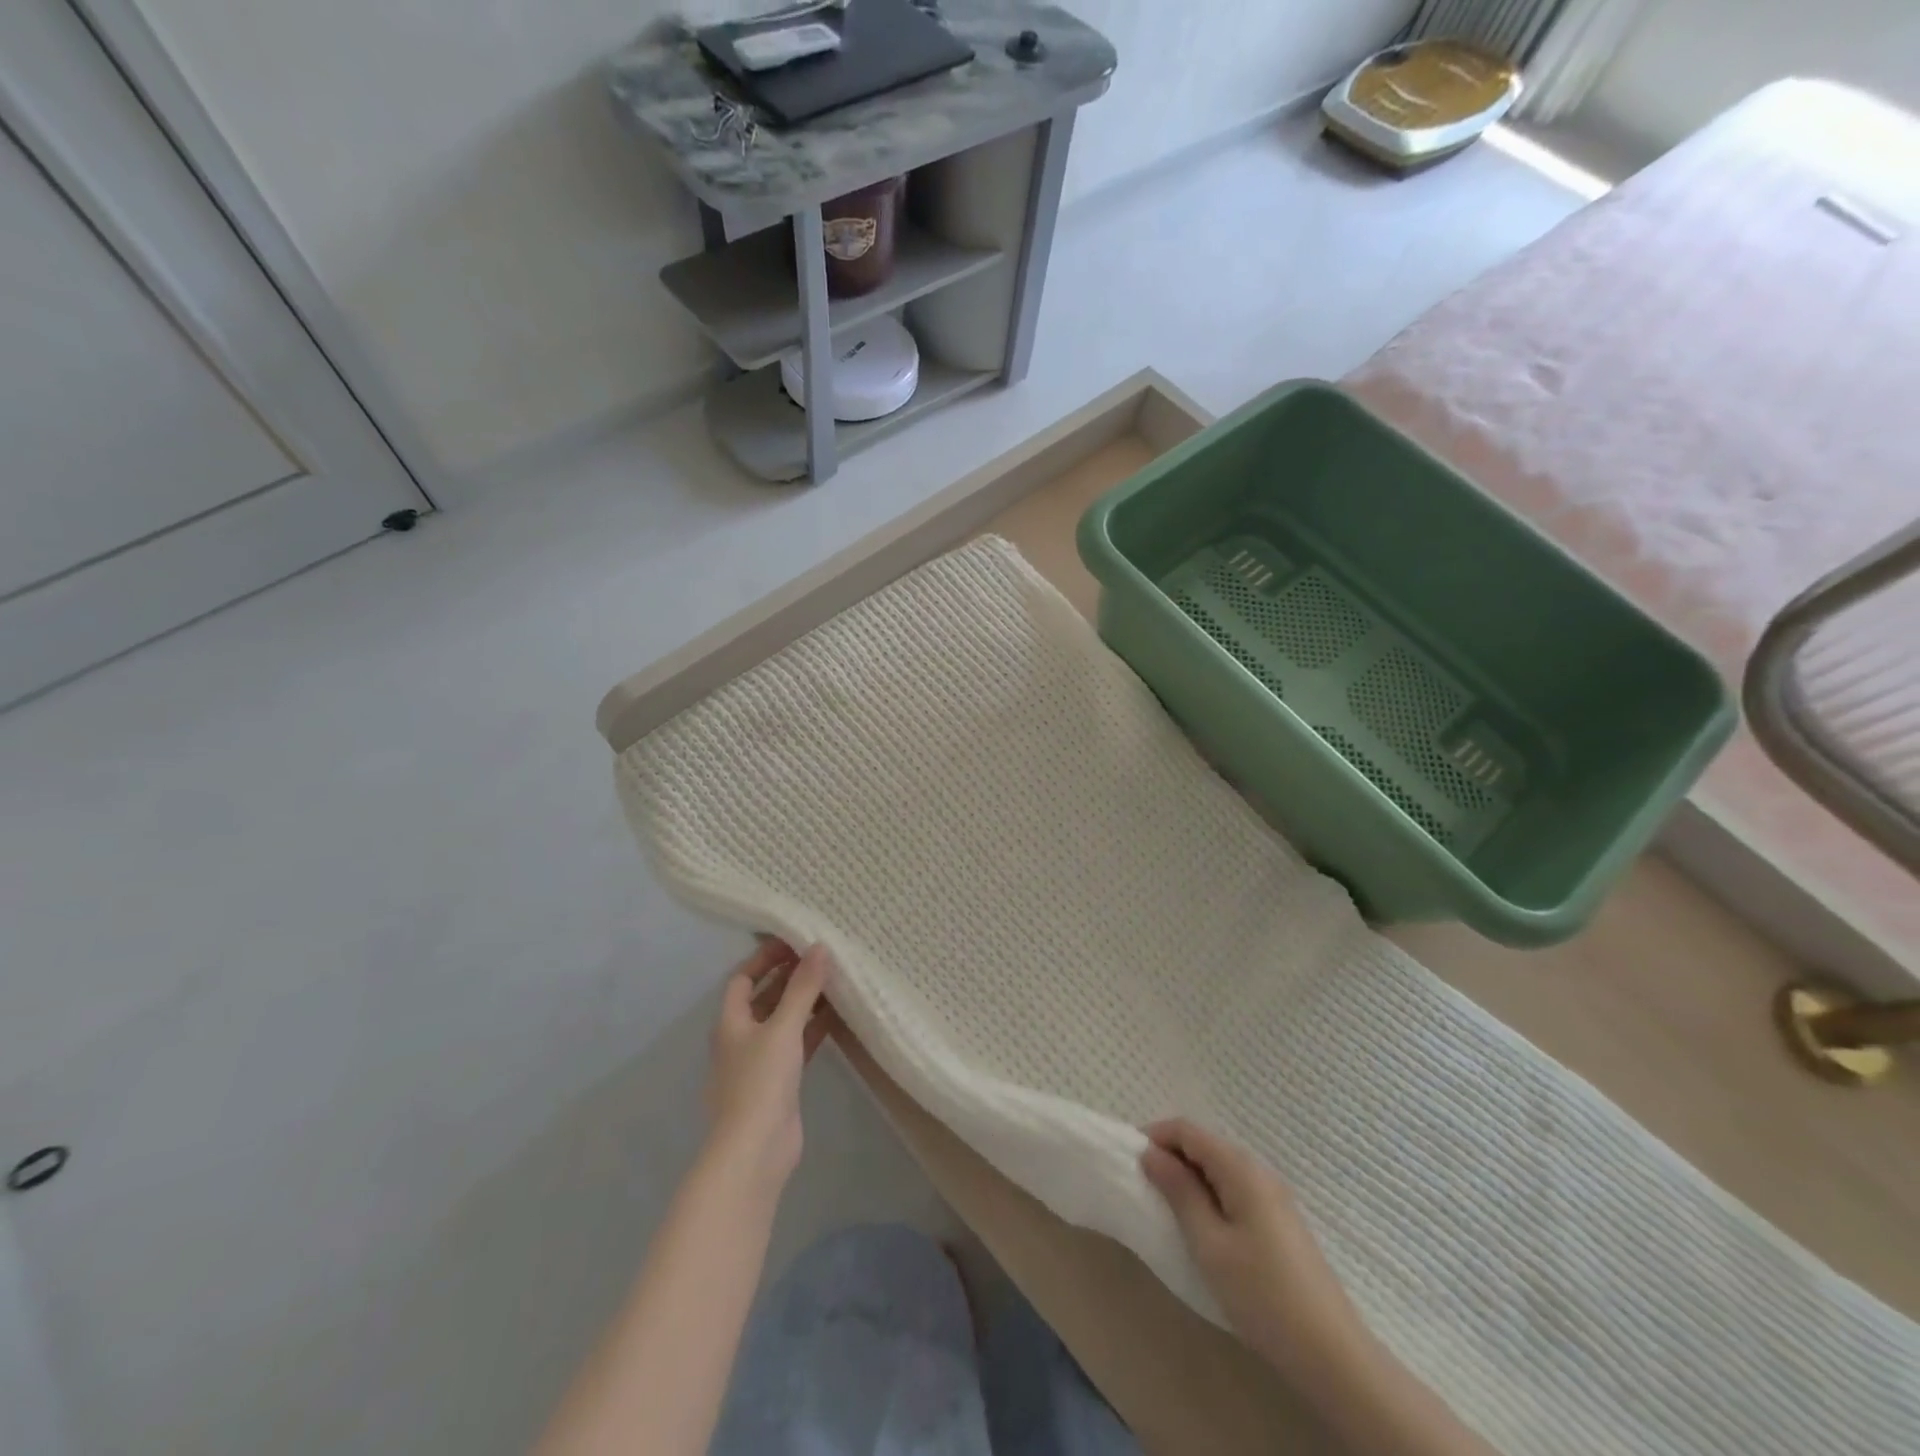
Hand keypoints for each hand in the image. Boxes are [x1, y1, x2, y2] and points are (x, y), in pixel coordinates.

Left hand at [705, 939, 832, 1192]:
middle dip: (789, 977)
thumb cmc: (760, 1082)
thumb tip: (819, 946)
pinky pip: (797, 1044)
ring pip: (783, 1021)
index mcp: (731, 1021)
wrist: (755, 1151)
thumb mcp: (783, 1027)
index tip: (795, 941)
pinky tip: (838, 1016)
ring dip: (804, 1002)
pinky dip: (813, 1028)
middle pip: (764, 997)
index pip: (743, 977)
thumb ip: (802, 987)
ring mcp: (760, 1062)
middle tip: (822, 957)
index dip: (765, 957)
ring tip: (836, 980)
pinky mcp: (780, 1082)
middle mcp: (742, 1037)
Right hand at [1142, 1118, 1365, 1380]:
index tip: (1128, 1159)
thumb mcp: (1209, 1243)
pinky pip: (1233, 1188)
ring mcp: (1272, 1196)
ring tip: (1165, 1206)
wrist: (1332, 1354)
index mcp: (1240, 1168)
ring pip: (1218, 1167)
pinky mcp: (1278, 1221)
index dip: (1155, 1135)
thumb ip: (1179, 1192)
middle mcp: (1258, 1170)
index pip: (1187, 1129)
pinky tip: (1200, 1225)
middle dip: (1169, 1156)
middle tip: (1142, 1184)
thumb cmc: (1262, 1294)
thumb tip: (1151, 1153)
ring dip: (1188, 1177)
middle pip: (1204, 1144)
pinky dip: (1208, 1194)